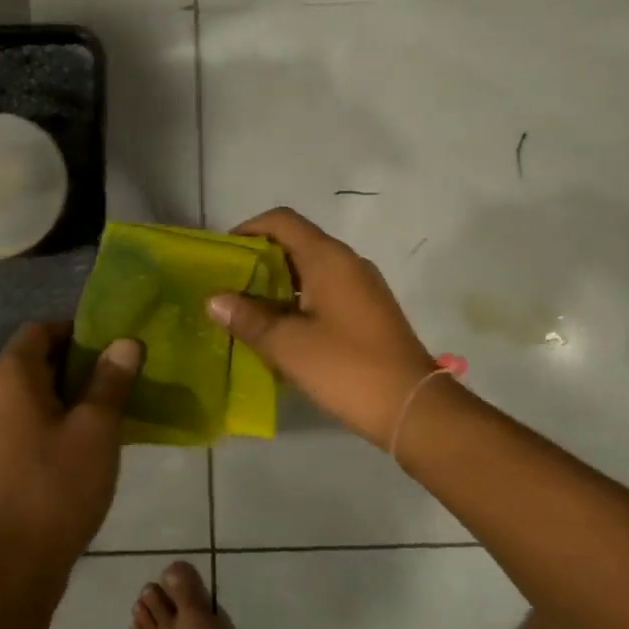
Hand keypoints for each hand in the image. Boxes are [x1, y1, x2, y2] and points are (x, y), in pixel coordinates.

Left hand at [0, 323, 142, 576]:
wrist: (14, 565)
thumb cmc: (58, 485)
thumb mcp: (97, 428)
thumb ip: (111, 379)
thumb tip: (126, 342)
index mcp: (9, 376)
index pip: (40, 330)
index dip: (77, 331)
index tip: (111, 348)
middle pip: (34, 359)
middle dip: (76, 362)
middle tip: (117, 376)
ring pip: (29, 392)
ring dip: (65, 393)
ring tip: (106, 408)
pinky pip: (22, 420)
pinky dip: (50, 419)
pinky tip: (81, 442)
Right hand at [209, 208, 437, 444]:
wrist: (413, 407)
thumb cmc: (346, 368)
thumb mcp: (287, 345)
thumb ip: (248, 318)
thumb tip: (215, 300)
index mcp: (328, 258)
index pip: (282, 221)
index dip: (249, 229)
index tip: (225, 254)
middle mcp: (348, 262)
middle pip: (296, 242)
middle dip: (260, 259)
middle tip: (230, 286)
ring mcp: (363, 286)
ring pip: (312, 269)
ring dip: (279, 283)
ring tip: (249, 310)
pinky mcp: (370, 310)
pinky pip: (327, 290)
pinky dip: (300, 299)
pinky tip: (283, 330)